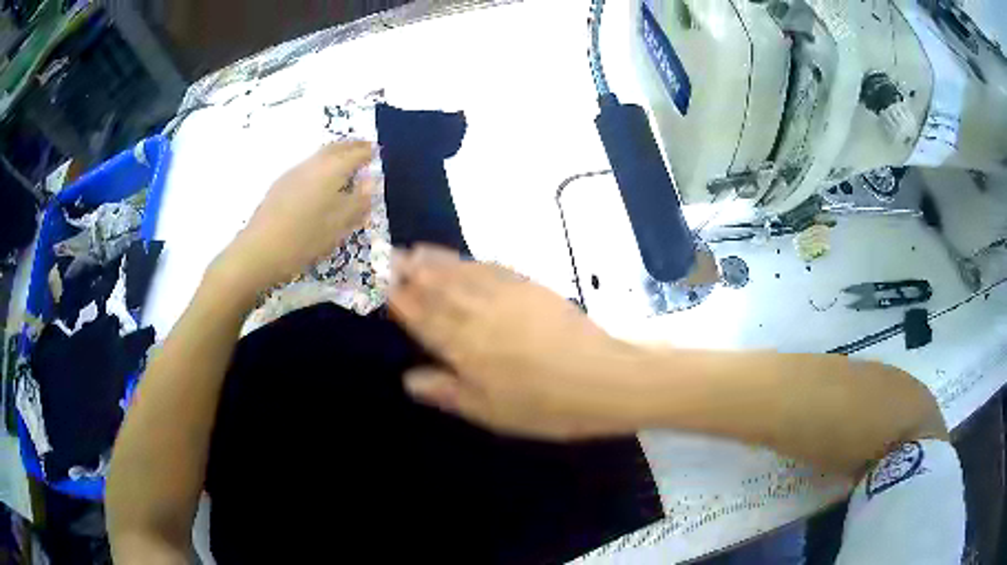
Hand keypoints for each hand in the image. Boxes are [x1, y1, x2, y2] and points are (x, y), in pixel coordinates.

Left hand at [217, 141, 376, 293]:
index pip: (355, 153)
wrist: (259, 251)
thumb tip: (370, 182)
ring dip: (336, 153)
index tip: (377, 151)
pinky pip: (308, 165)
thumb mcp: (338, 226)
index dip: (368, 152)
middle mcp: (313, 164)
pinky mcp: (281, 184)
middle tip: (364, 148)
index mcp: (331, 171)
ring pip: (320, 155)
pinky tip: (321, 179)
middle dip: (352, 146)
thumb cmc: (304, 239)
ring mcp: (293, 173)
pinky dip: (321, 164)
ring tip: (345, 162)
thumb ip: (358, 202)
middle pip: (336, 147)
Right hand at [390, 245, 647, 439]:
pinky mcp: (530, 287)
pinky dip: (470, 261)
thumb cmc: (545, 406)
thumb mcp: (491, 412)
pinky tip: (463, 259)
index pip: (419, 315)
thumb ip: (447, 392)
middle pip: (435, 286)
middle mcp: (476, 314)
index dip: (396, 297)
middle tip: (388, 255)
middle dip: (408, 270)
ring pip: (459, 272)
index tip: (377, 281)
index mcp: (462, 347)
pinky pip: (491, 268)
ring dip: (434, 260)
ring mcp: (505, 295)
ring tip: (414, 250)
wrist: (603, 377)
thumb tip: (408, 378)